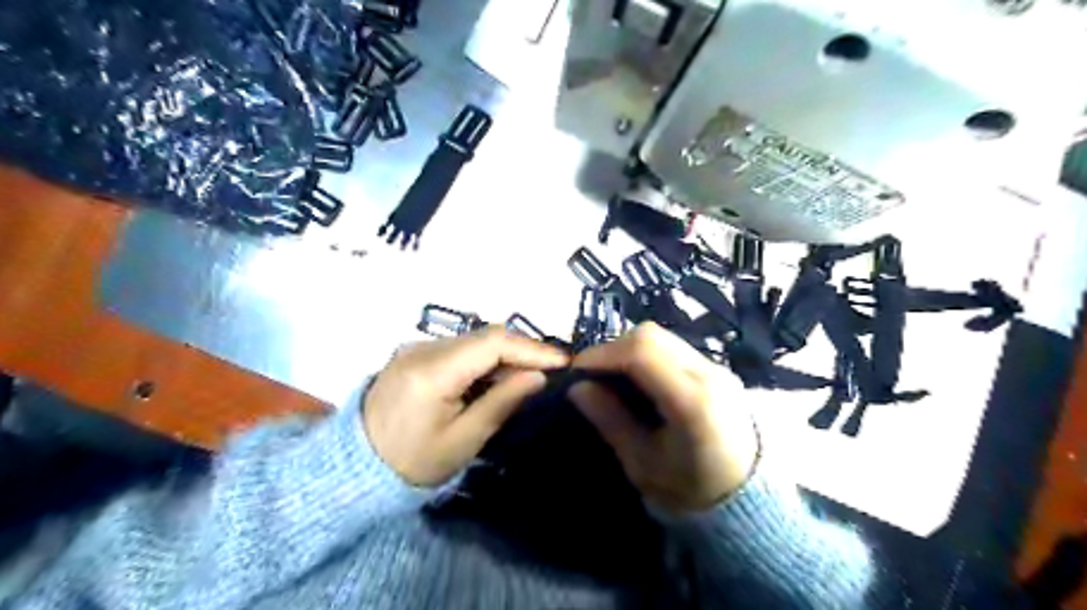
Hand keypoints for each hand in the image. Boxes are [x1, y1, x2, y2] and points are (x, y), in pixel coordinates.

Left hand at [365, 327, 570, 486]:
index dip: (532, 348)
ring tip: (530, 377)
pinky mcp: (415, 354)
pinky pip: (460, 348)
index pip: (492, 344)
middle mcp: (423, 348)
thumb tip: (538, 376)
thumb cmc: (412, 462)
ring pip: (474, 340)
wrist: (355, 468)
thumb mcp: (463, 440)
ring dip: (505, 355)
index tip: (564, 361)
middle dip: (523, 350)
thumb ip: (501, 403)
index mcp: (432, 371)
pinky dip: (485, 360)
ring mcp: (416, 348)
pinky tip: (497, 378)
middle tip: (551, 371)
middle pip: (485, 336)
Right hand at [569, 325, 758, 514]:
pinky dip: (646, 354)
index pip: (642, 353)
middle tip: (592, 373)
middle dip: (612, 348)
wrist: (747, 497)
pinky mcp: (717, 368)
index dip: (602, 355)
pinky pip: (673, 347)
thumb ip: (611, 420)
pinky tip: (637, 378)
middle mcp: (709, 374)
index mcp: (692, 402)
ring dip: (628, 349)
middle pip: (651, 336)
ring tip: (611, 375)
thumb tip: (578, 387)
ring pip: (661, 336)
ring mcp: (717, 367)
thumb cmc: (690, 488)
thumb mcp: (642, 463)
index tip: (576, 372)